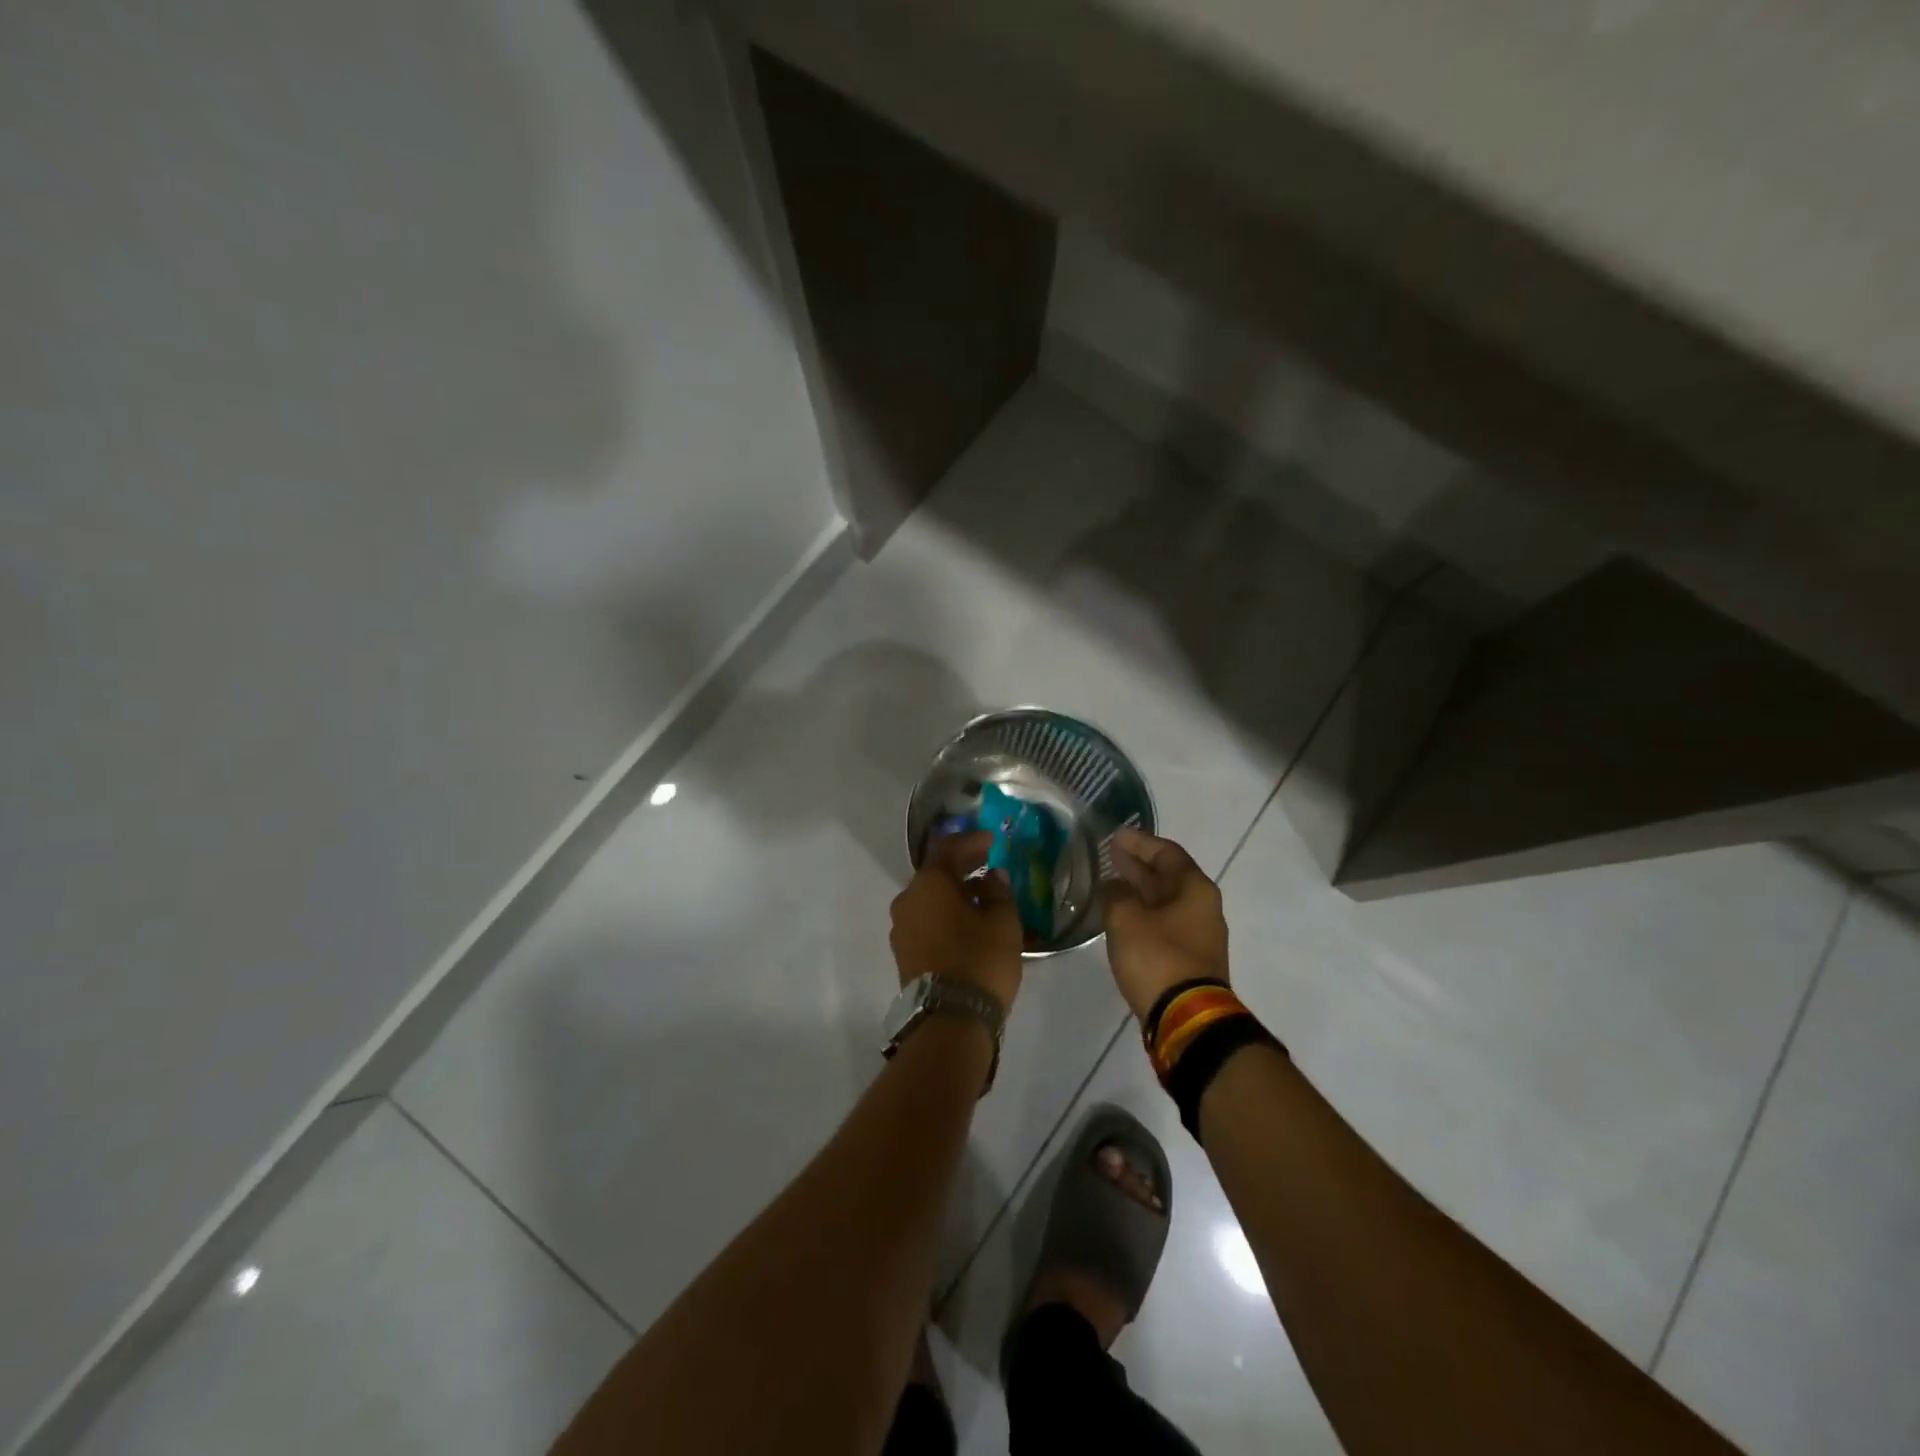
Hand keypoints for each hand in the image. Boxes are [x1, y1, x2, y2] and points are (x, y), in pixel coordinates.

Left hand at [889, 831, 1024, 1012]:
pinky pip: (926, 920)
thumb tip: (992, 878)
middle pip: (936, 873)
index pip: (949, 849)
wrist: (949, 1019)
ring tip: (980, 894)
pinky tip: (966, 920)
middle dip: (962, 866)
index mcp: (929, 883)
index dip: (972, 841)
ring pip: (929, 899)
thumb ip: (999, 892)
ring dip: (953, 892)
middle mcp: (907, 899)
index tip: (992, 840)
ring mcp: (901, 928)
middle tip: (987, 861)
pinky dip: (945, 913)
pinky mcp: (904, 953)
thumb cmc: (980, 959)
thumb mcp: (1003, 921)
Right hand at [1103, 827, 1229, 1022]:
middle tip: (1109, 855)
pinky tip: (1121, 915)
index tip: (1115, 835)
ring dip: (1139, 890)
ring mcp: (1198, 934)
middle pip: (1168, 875)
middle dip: (1138, 864)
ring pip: (1165, 901)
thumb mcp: (1126, 919)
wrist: (1186, 1018)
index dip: (1139, 842)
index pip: (1166, 852)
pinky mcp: (1189, 958)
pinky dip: (1143, 912)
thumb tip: (1113, 887)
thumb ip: (1116, 894)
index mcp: (1194, 888)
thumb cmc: (1157, 957)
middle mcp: (1202, 906)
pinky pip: (1164, 923)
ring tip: (1110, 883)